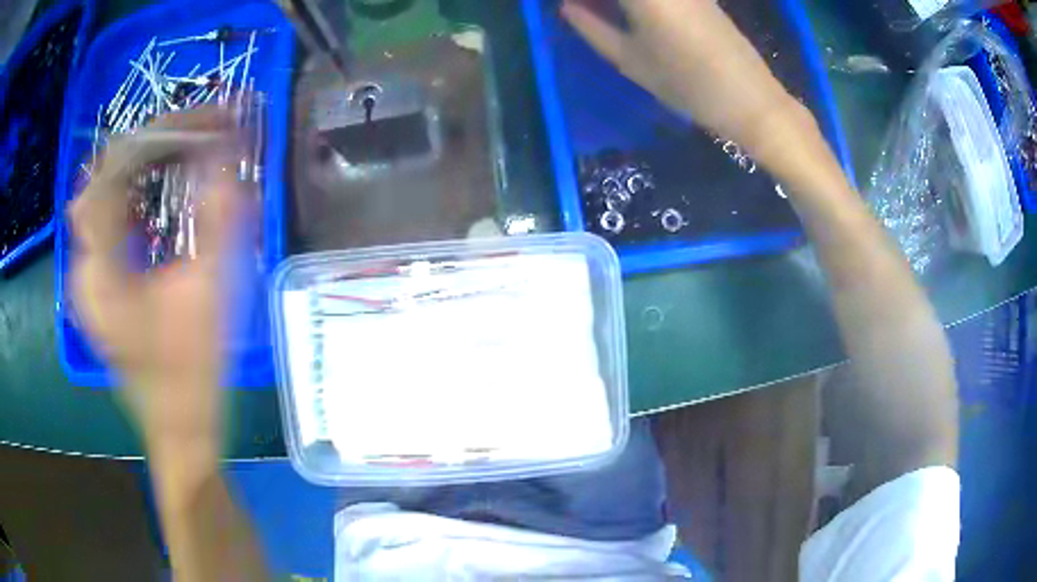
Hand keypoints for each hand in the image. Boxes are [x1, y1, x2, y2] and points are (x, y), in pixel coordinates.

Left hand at [69, 109, 240, 451]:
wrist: (180, 431)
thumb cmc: (192, 377)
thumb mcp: (208, 295)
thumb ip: (218, 218)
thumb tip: (228, 148)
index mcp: (99, 270)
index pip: (116, 167)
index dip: (162, 131)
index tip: (210, 119)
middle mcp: (84, 264)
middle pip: (104, 172)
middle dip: (152, 140)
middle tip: (198, 128)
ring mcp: (89, 274)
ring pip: (103, 190)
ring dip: (142, 160)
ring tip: (184, 146)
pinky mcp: (99, 282)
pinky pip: (108, 215)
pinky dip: (134, 188)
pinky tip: (159, 185)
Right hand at [561, 0, 811, 159]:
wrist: (751, 98)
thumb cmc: (687, 84)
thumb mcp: (630, 60)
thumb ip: (592, 28)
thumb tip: (567, 6)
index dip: (581, 0)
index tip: (569, 8)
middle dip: (598, 1)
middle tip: (584, 12)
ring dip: (616, 3)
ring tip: (604, 14)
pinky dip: (640, 4)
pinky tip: (631, 14)